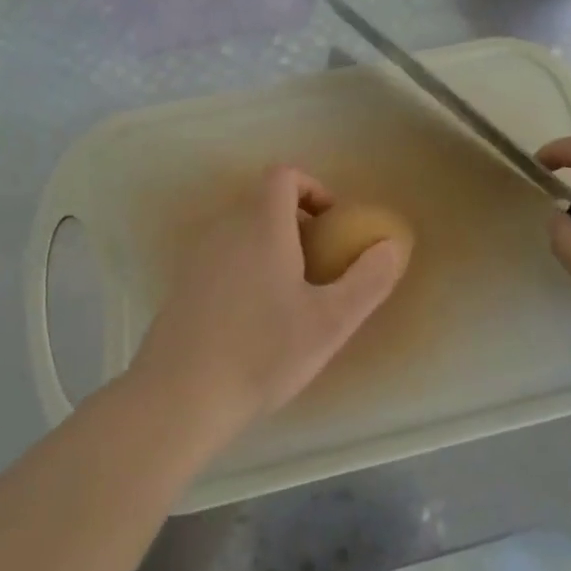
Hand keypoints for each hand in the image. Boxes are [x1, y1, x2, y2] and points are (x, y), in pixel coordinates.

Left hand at [127, 165, 410, 445]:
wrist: (179, 395)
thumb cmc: (262, 352)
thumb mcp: (330, 322)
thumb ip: (368, 279)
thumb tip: (391, 245)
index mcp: (261, 225)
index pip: (283, 175)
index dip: (313, 188)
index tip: (332, 226)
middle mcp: (225, 228)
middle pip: (263, 202)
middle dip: (297, 222)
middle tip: (320, 266)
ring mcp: (197, 256)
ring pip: (242, 231)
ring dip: (271, 247)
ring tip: (292, 296)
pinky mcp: (182, 285)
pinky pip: (223, 258)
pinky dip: (246, 268)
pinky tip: (255, 320)